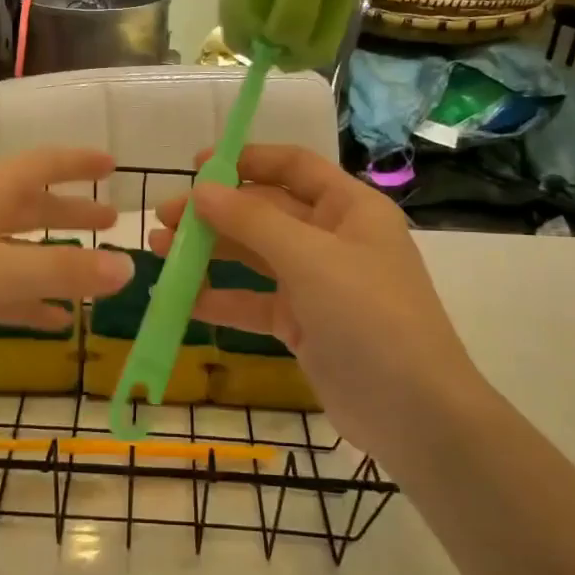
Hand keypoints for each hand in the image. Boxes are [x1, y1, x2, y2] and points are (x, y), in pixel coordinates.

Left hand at [0, 148, 134, 389]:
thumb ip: (59, 271)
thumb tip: (130, 266)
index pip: (40, 165)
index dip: (77, 163)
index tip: (112, 164)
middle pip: (30, 206)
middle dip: (71, 211)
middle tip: (111, 219)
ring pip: (14, 250)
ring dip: (52, 258)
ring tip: (92, 274)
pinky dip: (26, 300)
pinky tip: (51, 321)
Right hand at [149, 144, 478, 453]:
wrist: (414, 413)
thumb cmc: (369, 316)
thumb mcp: (310, 259)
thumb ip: (252, 221)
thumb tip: (201, 189)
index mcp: (349, 209)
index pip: (293, 167)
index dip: (246, 160)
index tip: (196, 165)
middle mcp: (333, 238)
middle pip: (266, 211)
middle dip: (216, 212)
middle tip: (165, 217)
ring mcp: (317, 283)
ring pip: (255, 255)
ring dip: (210, 251)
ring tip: (160, 250)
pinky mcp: (303, 324)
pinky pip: (254, 301)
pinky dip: (221, 298)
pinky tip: (182, 299)